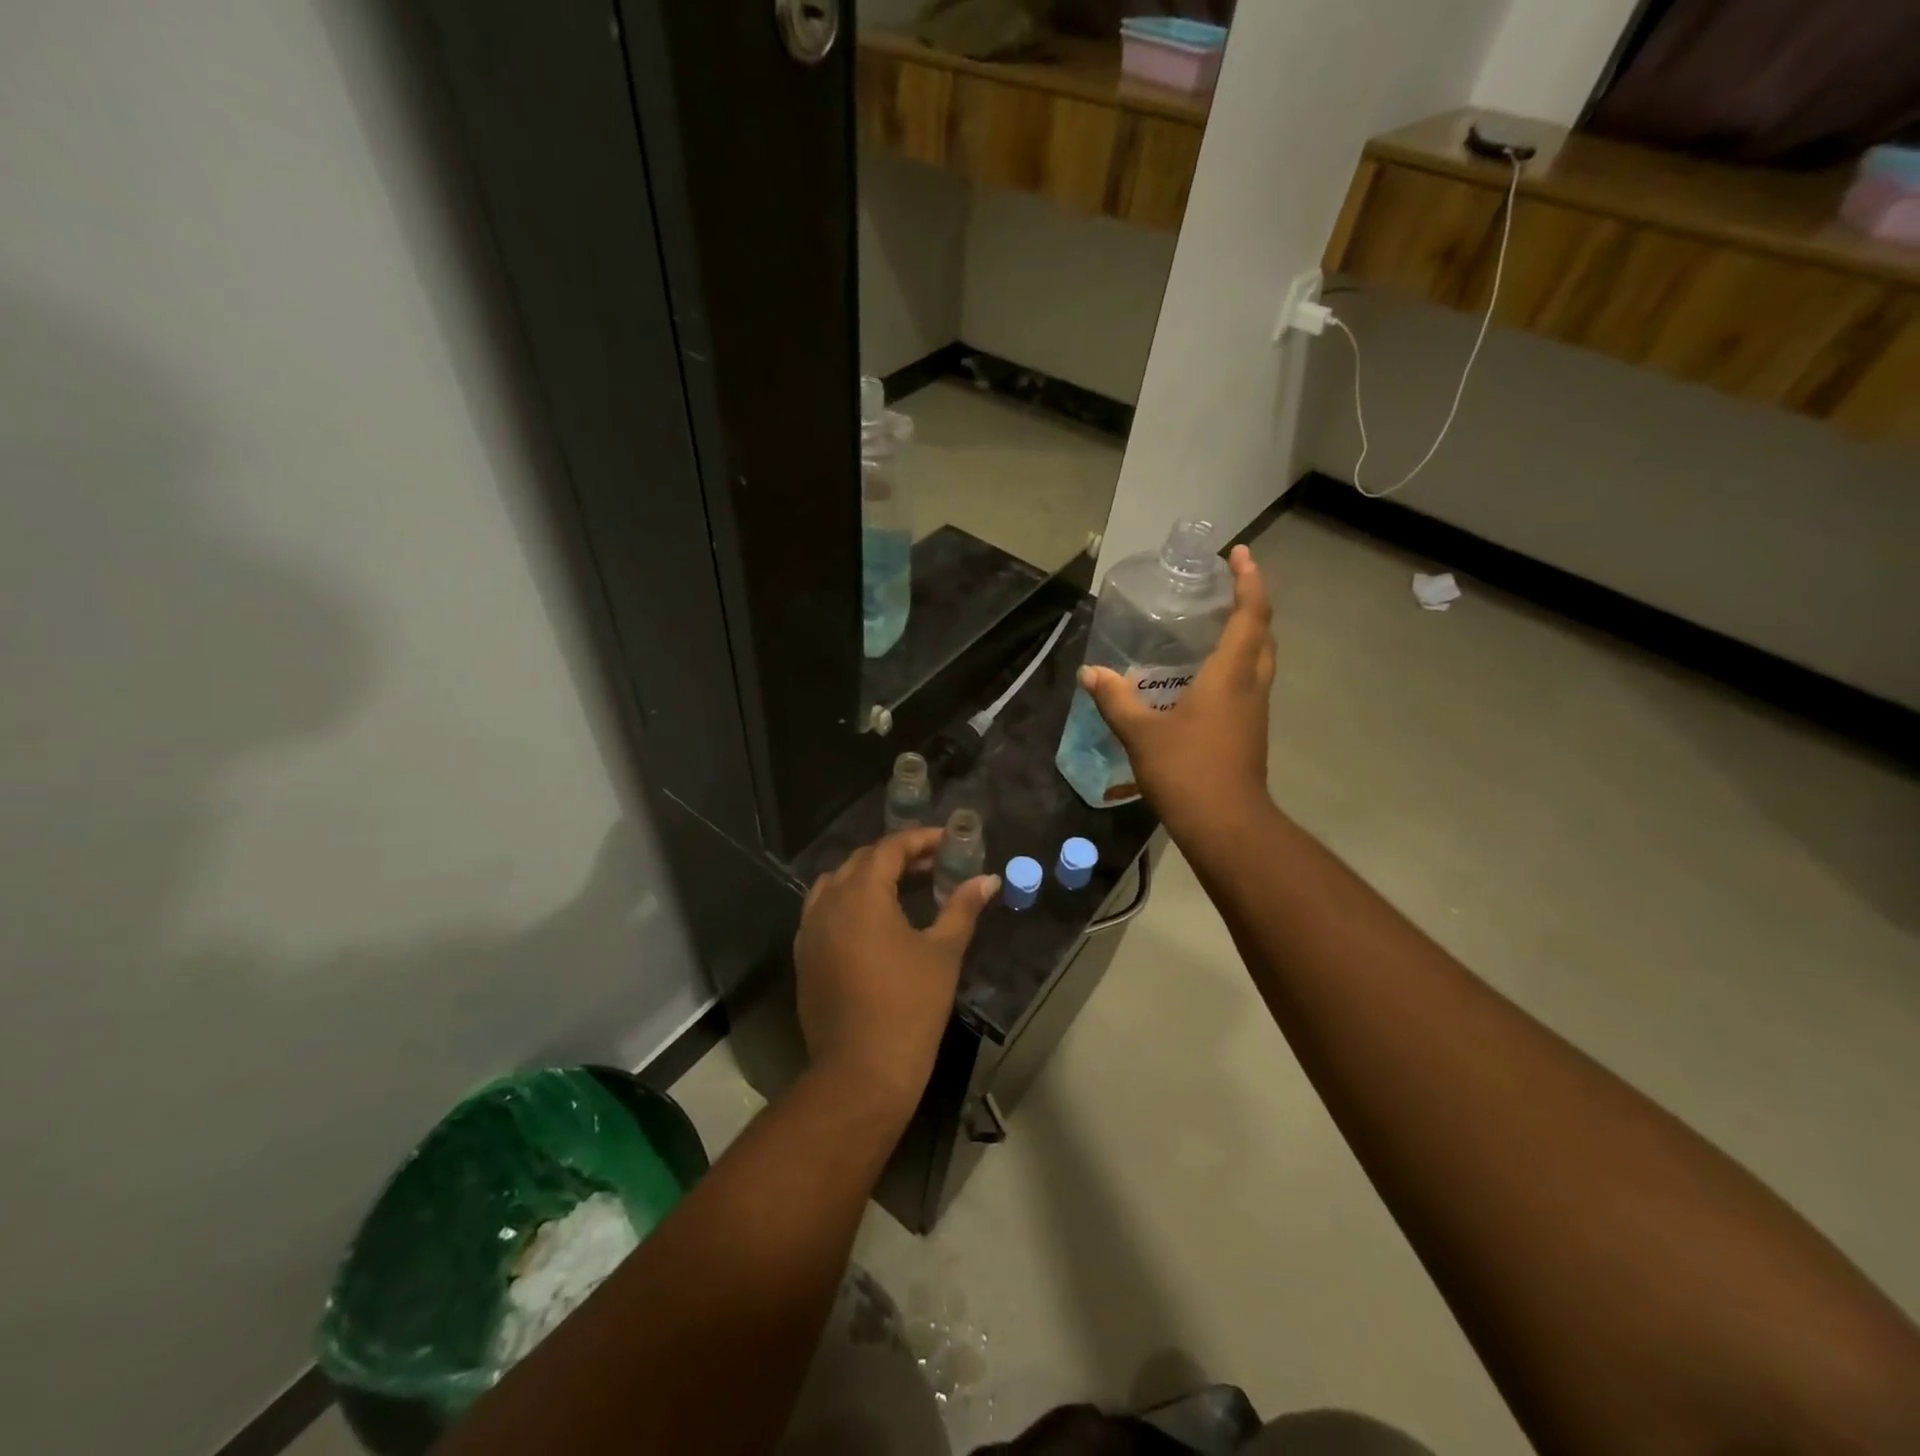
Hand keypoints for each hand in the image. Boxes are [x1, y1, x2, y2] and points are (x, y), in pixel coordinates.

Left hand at [794, 828, 999, 1115]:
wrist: (861, 1071)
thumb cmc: (909, 1006)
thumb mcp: (943, 952)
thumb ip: (962, 907)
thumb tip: (987, 879)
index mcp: (861, 894)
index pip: (889, 848)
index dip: (920, 839)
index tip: (948, 841)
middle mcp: (828, 903)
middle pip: (860, 861)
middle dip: (896, 856)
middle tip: (932, 863)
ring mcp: (810, 930)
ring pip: (836, 884)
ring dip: (868, 876)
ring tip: (902, 886)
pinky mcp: (805, 956)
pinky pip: (824, 910)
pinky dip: (849, 901)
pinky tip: (874, 921)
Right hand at [1079, 545, 1274, 843]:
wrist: (1226, 826)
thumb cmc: (1187, 771)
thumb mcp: (1141, 734)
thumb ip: (1116, 700)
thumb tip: (1091, 673)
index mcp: (1231, 675)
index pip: (1250, 614)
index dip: (1249, 580)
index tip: (1239, 554)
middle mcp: (1251, 685)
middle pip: (1263, 633)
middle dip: (1251, 603)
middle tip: (1226, 587)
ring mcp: (1254, 711)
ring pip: (1260, 659)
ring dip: (1247, 634)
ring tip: (1215, 624)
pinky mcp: (1249, 732)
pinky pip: (1249, 683)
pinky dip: (1236, 664)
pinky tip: (1204, 677)